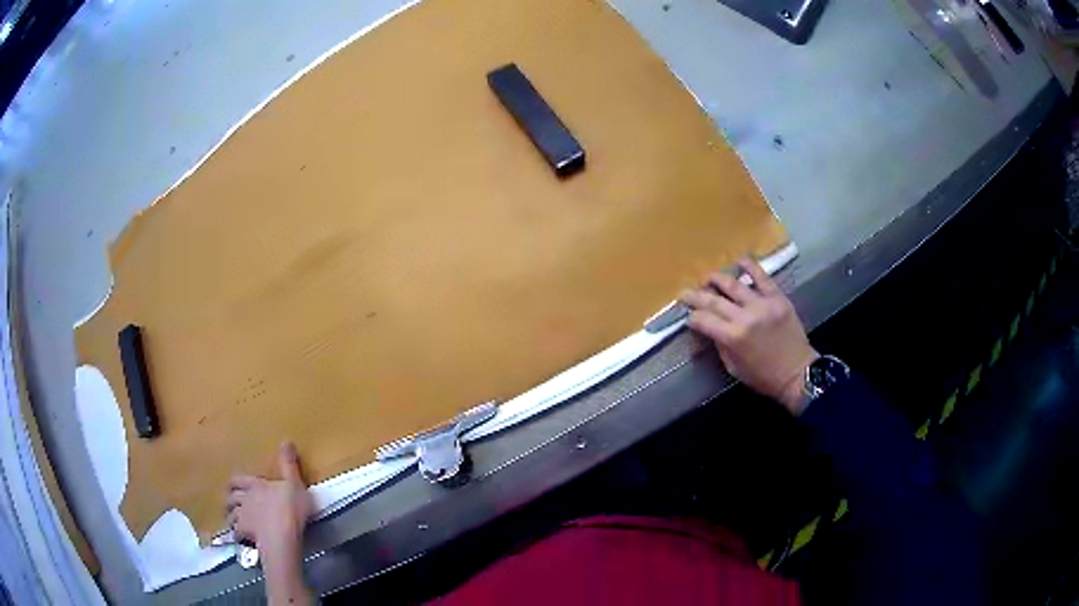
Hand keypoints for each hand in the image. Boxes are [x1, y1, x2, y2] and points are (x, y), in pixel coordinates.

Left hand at [227, 442, 313, 555]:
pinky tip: (238, 536)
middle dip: (230, 499)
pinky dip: (236, 533)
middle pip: (232, 497)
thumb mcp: (295, 483)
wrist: (281, 535)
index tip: (232, 485)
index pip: (239, 480)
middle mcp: (246, 498)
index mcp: (256, 485)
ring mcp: (243, 516)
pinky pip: (236, 532)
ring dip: (230, 515)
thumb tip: (286, 441)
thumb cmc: (289, 508)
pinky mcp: (245, 532)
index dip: (235, 482)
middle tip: (231, 502)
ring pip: (231, 513)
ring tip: (232, 519)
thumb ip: (289, 464)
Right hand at [679, 258, 818, 415]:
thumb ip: (720, 345)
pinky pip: (762, 277)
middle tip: (684, 292)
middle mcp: (745, 317)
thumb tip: (708, 328)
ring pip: (733, 284)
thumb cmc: (763, 377)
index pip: (703, 320)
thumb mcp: (734, 367)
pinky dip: (749, 266)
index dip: (692, 317)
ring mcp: (762, 304)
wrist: (798, 373)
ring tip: (707, 278)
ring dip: (716, 279)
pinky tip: (739, 260)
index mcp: (732, 337)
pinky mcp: (777, 298)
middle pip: (713, 300)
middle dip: (695, 296)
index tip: (688, 317)